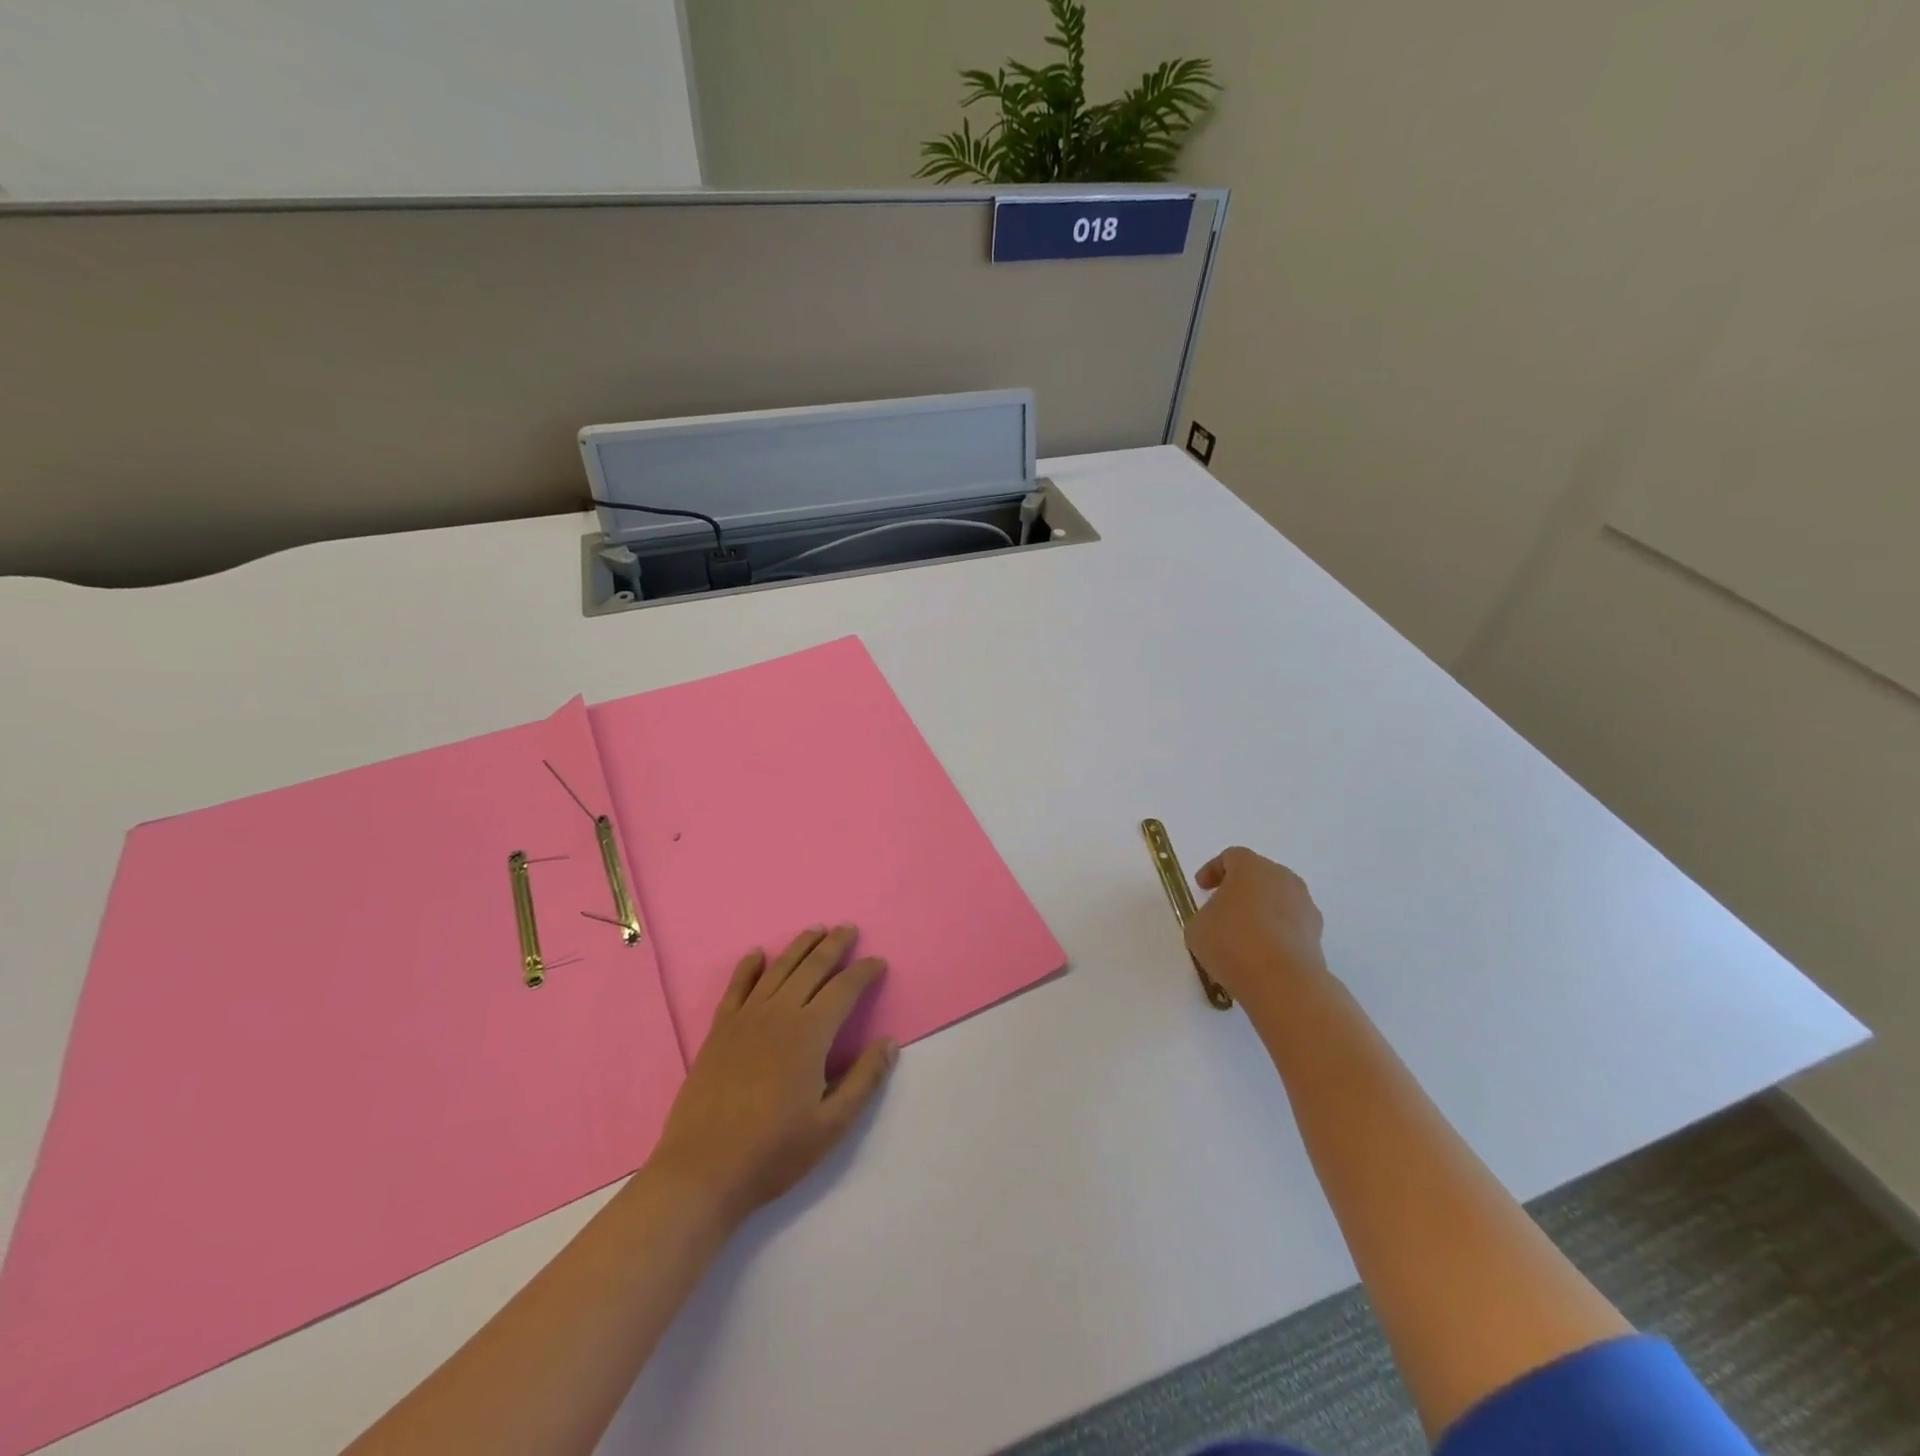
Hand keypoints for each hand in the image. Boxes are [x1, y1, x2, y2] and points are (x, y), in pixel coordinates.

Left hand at [649, 925, 895, 1226]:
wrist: (702, 1171)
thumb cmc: (774, 1152)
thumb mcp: (831, 1125)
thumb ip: (864, 1080)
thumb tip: (890, 1042)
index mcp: (809, 1034)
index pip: (843, 989)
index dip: (863, 972)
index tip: (878, 962)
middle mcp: (778, 1014)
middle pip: (811, 968)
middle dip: (834, 945)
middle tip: (849, 928)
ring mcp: (745, 1019)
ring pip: (778, 970)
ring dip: (799, 946)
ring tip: (815, 929)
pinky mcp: (719, 1031)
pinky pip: (736, 987)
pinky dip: (748, 967)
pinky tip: (757, 954)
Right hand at [1184, 847, 1328, 1014]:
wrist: (1282, 982)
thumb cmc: (1232, 942)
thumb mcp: (1198, 927)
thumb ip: (1206, 915)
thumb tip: (1219, 921)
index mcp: (1252, 867)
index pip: (1231, 857)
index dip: (1213, 870)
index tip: (1202, 887)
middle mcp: (1283, 879)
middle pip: (1259, 875)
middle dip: (1240, 889)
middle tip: (1222, 908)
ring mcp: (1305, 907)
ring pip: (1278, 901)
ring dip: (1261, 912)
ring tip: (1242, 937)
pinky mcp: (1317, 936)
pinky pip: (1290, 926)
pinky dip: (1275, 934)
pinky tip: (1260, 955)